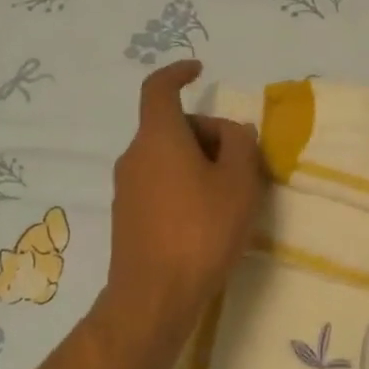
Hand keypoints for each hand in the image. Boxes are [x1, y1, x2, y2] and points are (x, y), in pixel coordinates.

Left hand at [99, 61, 263, 341]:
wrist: (154, 296)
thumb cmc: (201, 231)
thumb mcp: (239, 183)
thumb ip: (241, 145)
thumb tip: (232, 132)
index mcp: (158, 137)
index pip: (159, 88)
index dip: (178, 73)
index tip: (199, 71)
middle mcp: (134, 156)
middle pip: (171, 127)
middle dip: (207, 133)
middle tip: (242, 162)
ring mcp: (126, 188)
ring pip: (166, 158)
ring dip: (198, 163)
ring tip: (230, 196)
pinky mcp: (126, 216)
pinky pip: (158, 184)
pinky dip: (183, 185)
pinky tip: (206, 219)